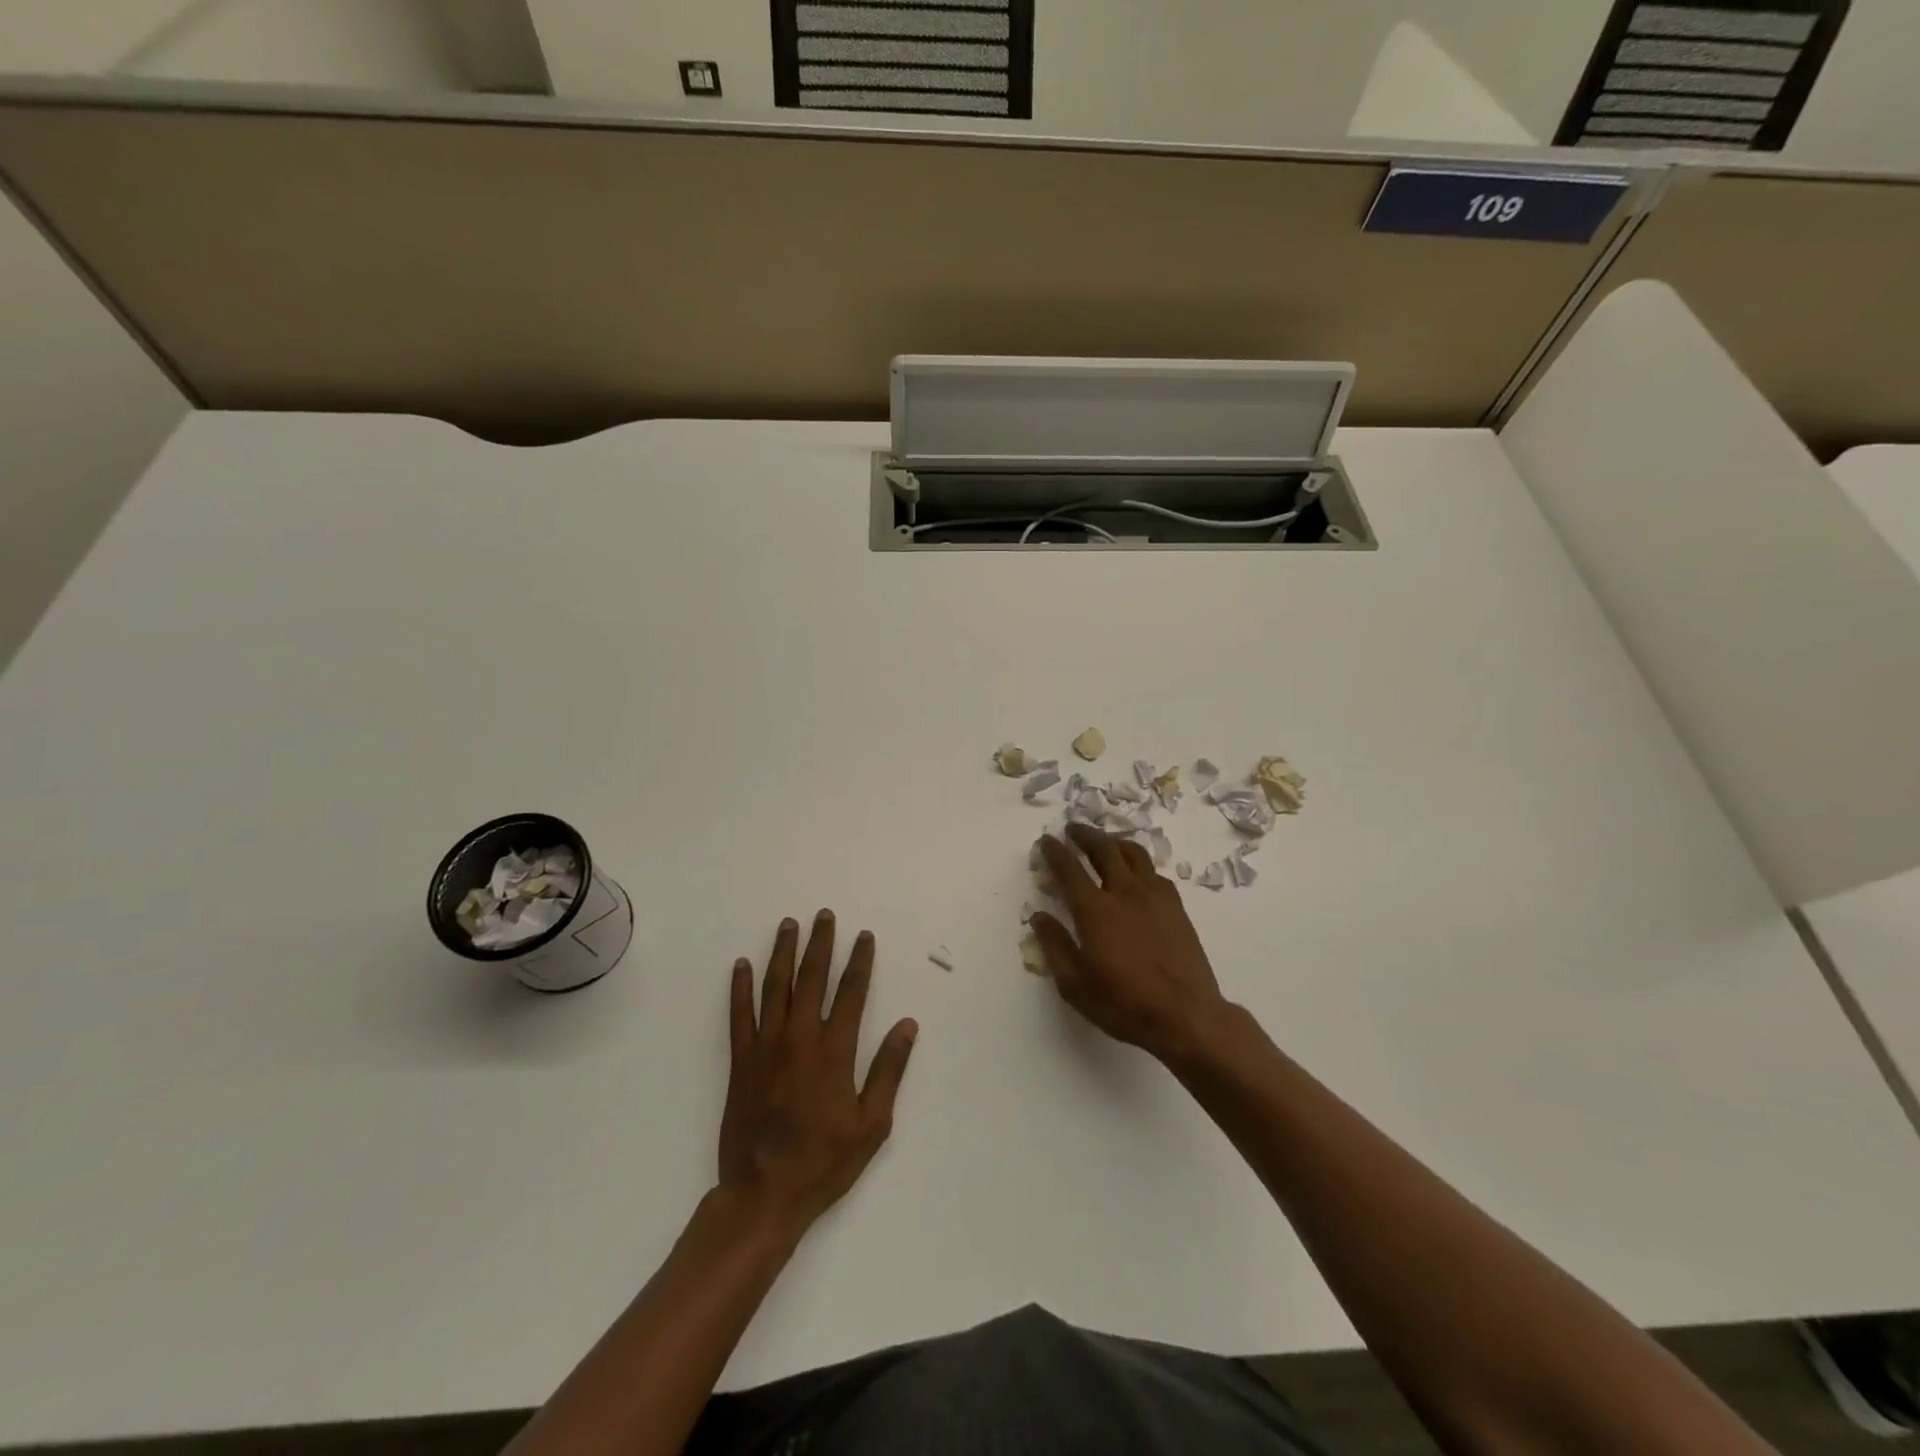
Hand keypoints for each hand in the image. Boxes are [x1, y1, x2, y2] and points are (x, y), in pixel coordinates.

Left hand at [719, 912, 917, 1237]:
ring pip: (775, 987)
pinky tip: (740, 965)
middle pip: (812, 978)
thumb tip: (907, 1025)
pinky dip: (739, 987)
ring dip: (783, 953)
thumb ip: (889, 1070)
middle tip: (824, 915)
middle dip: (820, 943)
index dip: (859, 960)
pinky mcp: (741, 1061)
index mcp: (835, 1050)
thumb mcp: (872, 1123)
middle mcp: (800, 1038)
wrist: (764, 1194)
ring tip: (789, 925)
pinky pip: (739, 1014)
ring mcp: (766, 1046)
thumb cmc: (824, 1161)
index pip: (852, 992)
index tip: (863, 936)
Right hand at [1033, 826, 1228, 1062]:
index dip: (1055, 851)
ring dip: (1114, 841)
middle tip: (1073, 829)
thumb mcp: (1075, 985)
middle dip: (1084, 834)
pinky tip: (1136, 872)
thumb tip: (1039, 917)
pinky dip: (1138, 862)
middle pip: (1103, 849)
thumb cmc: (1124, 1003)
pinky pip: (1153, 870)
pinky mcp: (1176, 905)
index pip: (1069, 869)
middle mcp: (1124, 892)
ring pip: (1133, 853)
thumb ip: (1055, 946)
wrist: (1186, 1015)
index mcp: (1095, 910)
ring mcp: (1154, 896)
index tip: (1046, 840)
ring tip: (1104, 841)